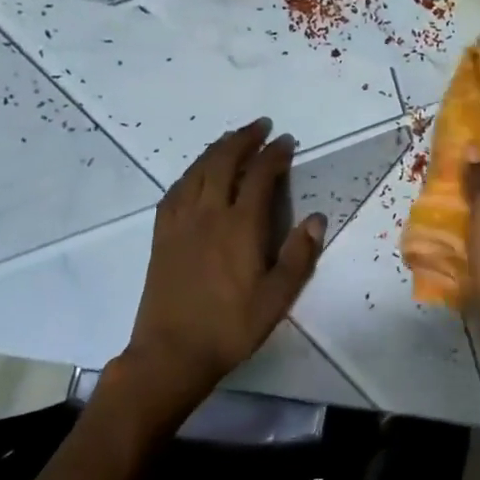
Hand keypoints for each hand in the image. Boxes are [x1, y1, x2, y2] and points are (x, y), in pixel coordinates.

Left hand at [107, 120, 325, 425]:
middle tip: (261, 126)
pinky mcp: (162, 235)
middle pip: (224, 162)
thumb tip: (317, 218)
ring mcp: (180, 222)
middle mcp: (208, 214)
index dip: (274, 154)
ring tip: (233, 138)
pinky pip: (176, 190)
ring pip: (197, 171)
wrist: (172, 353)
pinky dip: (191, 171)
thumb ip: (299, 254)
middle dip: (244, 139)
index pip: (259, 176)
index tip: (287, 141)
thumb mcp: (278, 297)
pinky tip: (198, 172)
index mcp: (240, 227)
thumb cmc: (231, 326)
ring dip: (217, 148)